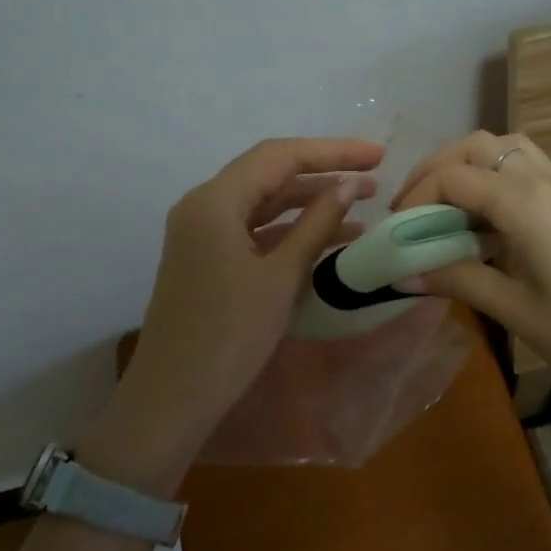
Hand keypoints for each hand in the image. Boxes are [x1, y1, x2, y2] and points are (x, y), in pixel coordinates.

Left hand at [78, 137, 382, 492]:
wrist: (172, 399)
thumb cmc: (230, 336)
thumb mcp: (281, 276)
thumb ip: (317, 223)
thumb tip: (351, 184)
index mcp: (215, 200)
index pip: (281, 156)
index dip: (333, 151)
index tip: (378, 154)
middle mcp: (203, 204)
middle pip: (270, 171)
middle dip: (323, 170)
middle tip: (374, 172)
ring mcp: (201, 230)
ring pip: (263, 199)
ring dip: (309, 199)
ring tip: (362, 200)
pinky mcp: (206, 254)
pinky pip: (253, 226)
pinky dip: (289, 227)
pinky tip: (329, 234)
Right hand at [391, 131, 550, 409]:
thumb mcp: (515, 310)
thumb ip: (457, 280)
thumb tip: (403, 272)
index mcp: (524, 201)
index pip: (453, 177)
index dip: (415, 199)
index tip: (397, 233)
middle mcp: (544, 179)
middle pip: (477, 146)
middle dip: (436, 170)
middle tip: (413, 210)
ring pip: (505, 147)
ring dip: (468, 166)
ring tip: (446, 208)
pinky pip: (527, 166)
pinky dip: (496, 177)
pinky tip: (488, 222)